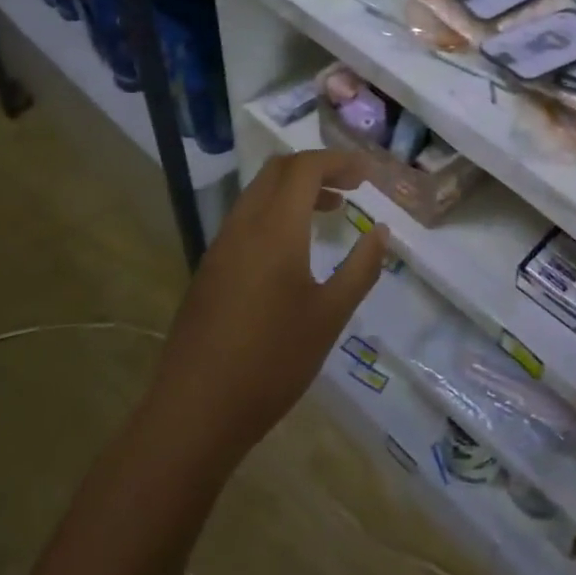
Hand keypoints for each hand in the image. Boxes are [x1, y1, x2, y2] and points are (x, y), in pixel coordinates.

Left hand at [146, 150, 388, 471]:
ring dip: (294, 191)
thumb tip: (380, 232)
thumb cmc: (272, 362)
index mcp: (274, 229)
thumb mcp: (330, 316)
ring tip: (330, 213)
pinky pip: (245, 219)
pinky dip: (275, 213)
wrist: (195, 412)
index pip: (305, 168)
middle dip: (316, 169)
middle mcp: (242, 226)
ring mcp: (220, 248)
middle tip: (350, 188)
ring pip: (258, 194)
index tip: (367, 175)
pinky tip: (293, 250)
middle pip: (277, 171)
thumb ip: (361, 268)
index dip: (338, 162)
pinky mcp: (209, 270)